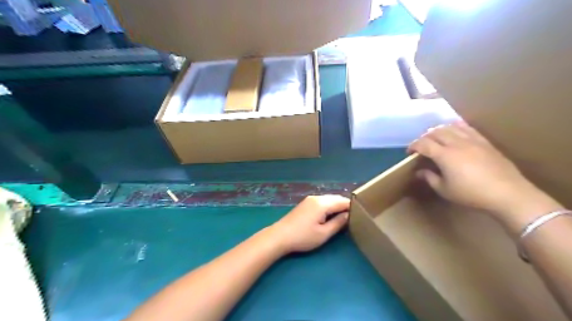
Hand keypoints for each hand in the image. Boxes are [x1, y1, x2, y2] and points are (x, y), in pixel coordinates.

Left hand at [267, 195, 347, 254]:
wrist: (280, 236)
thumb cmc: (303, 237)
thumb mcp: (323, 233)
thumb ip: (338, 223)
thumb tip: (348, 215)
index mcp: (322, 203)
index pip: (343, 201)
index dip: (352, 207)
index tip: (361, 215)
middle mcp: (317, 198)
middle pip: (336, 198)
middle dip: (345, 206)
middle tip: (354, 217)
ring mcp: (310, 199)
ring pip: (329, 199)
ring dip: (337, 206)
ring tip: (344, 217)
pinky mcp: (305, 203)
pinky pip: (322, 201)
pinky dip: (329, 206)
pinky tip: (330, 215)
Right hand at [406, 121, 553, 218]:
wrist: (507, 193)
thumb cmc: (471, 194)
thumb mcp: (445, 190)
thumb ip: (429, 178)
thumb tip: (419, 172)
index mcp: (445, 155)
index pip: (423, 144)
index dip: (413, 146)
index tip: (409, 152)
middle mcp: (457, 143)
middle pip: (435, 132)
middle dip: (424, 137)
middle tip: (421, 146)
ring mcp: (472, 140)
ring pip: (450, 127)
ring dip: (438, 130)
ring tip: (435, 137)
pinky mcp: (484, 141)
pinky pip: (467, 128)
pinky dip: (456, 127)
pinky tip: (454, 130)